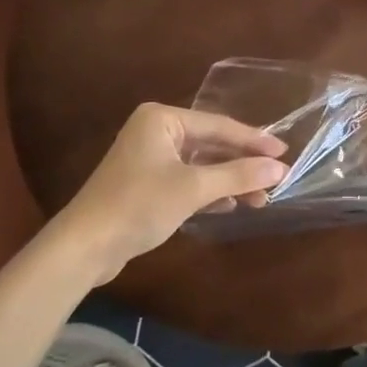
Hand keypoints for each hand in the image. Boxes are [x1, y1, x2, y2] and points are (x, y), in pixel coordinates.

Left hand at [55, 104, 287, 283]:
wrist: (83, 247)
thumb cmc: (139, 205)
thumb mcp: (194, 188)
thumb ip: (238, 175)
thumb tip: (279, 168)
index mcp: (163, 119)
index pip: (219, 125)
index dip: (254, 140)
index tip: (283, 152)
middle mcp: (156, 131)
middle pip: (210, 144)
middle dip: (242, 164)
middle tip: (275, 178)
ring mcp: (149, 158)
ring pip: (200, 164)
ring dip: (228, 181)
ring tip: (260, 199)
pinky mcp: (145, 184)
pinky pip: (187, 180)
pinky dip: (209, 191)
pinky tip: (230, 205)